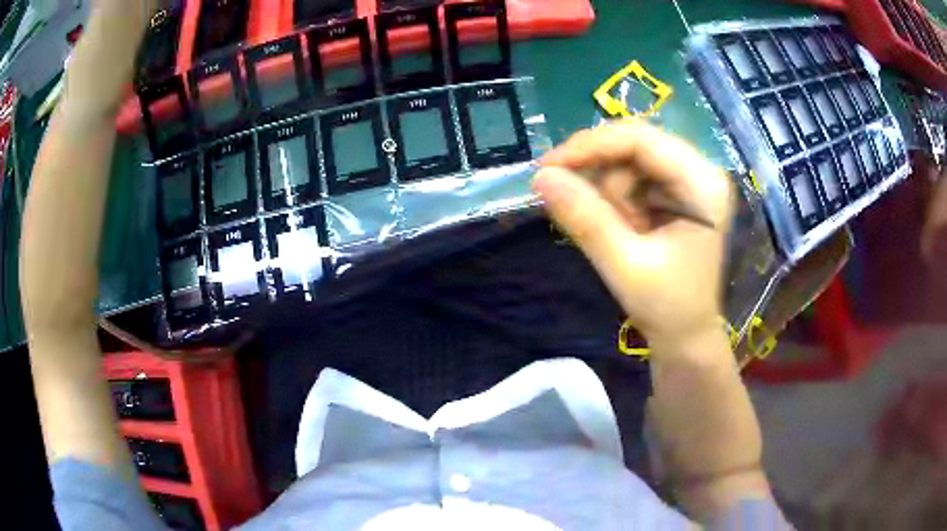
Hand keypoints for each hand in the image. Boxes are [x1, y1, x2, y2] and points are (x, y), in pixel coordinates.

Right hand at [535, 119, 733, 346]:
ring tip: (619, 233)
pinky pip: (634, 176)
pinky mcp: (678, 190)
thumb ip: (585, 218)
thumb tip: (540, 177)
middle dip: (600, 172)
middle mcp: (702, 171)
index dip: (591, 146)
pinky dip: (617, 199)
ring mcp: (691, 179)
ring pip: (630, 159)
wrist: (687, 336)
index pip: (642, 141)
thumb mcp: (624, 265)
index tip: (548, 166)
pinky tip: (624, 227)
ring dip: (610, 191)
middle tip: (570, 199)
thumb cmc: (667, 307)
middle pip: (636, 143)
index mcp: (703, 184)